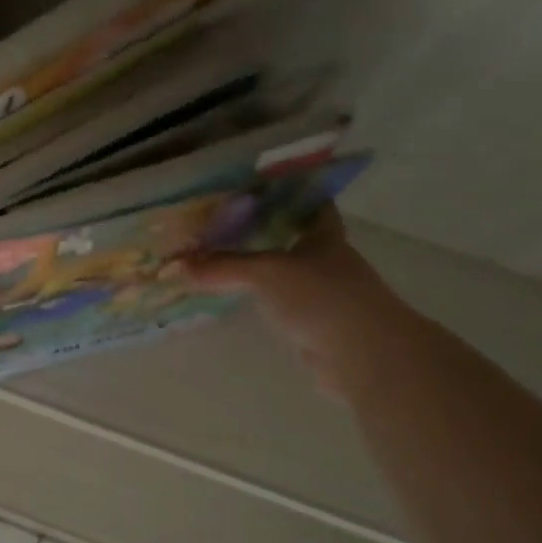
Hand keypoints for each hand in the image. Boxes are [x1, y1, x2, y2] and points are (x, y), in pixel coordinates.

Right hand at [183, 208, 410, 399]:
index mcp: (326, 238)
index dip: (294, 193)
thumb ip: (224, 267)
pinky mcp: (319, 329)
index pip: (314, 205)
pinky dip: (266, 304)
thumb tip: (178, 266)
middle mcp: (329, 263)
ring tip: (226, 262)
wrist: (363, 355)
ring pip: (290, 276)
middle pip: (298, 240)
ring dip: (265, 270)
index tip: (264, 187)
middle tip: (228, 225)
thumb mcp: (266, 273)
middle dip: (269, 232)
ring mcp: (327, 298)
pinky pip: (285, 308)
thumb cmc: (321, 297)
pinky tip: (242, 302)